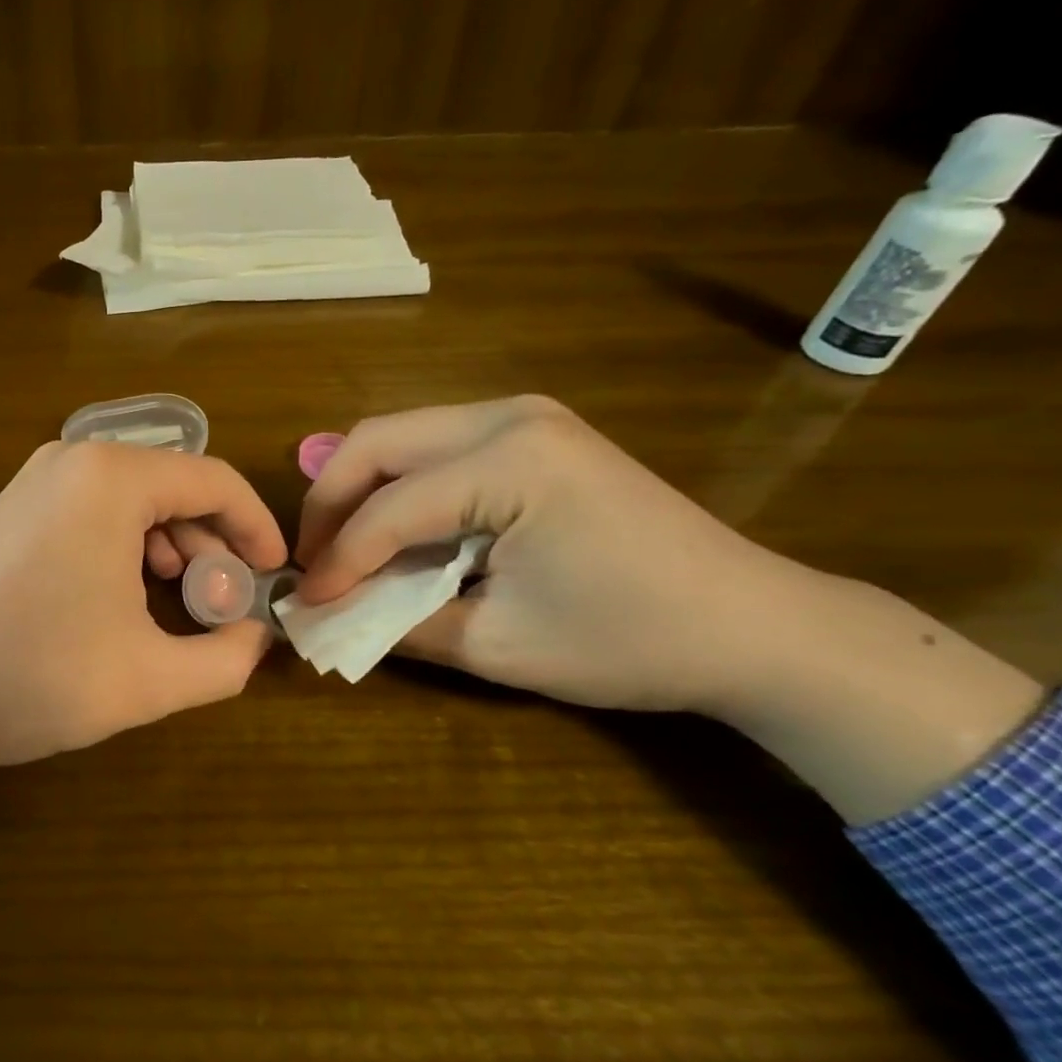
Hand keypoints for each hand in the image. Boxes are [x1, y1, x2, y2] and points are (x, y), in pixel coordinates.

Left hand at [0, 442, 287, 794]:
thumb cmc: (31, 676)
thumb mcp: (147, 680)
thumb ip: (226, 659)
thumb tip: (258, 638)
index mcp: (112, 479)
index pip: (216, 482)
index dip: (256, 528)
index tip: (274, 576)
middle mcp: (75, 459)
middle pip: (175, 486)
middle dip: (213, 542)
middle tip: (224, 602)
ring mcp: (37, 478)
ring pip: (135, 498)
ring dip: (172, 545)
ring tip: (178, 600)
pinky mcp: (14, 505)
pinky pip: (94, 509)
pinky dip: (128, 544)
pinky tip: (125, 594)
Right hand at [295, 397, 1043, 822]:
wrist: (754, 625)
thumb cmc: (631, 641)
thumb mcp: (498, 644)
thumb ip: (399, 622)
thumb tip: (325, 614)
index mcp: (510, 462)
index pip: (388, 508)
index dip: (337, 559)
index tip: (306, 603)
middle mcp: (509, 417)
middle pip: (375, 441)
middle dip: (329, 503)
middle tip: (312, 561)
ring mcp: (524, 416)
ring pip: (398, 436)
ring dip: (359, 489)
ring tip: (344, 548)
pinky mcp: (533, 432)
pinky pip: (434, 446)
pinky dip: (399, 486)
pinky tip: (395, 530)